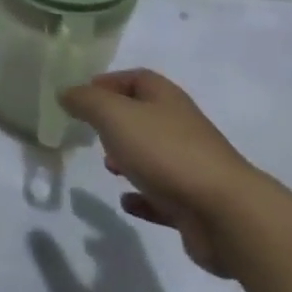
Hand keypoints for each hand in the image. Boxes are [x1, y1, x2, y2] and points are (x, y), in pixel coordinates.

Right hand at [60, 70, 268, 277]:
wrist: (226, 214)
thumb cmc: (166, 152)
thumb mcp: (114, 115)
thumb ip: (85, 101)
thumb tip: (65, 93)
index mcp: (165, 98)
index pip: (135, 78)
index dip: (108, 82)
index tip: (81, 97)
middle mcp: (180, 126)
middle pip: (143, 116)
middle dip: (115, 123)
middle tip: (91, 133)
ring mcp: (191, 166)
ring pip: (152, 155)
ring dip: (128, 159)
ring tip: (107, 168)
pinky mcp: (195, 204)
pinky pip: (162, 196)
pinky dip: (143, 197)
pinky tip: (127, 202)